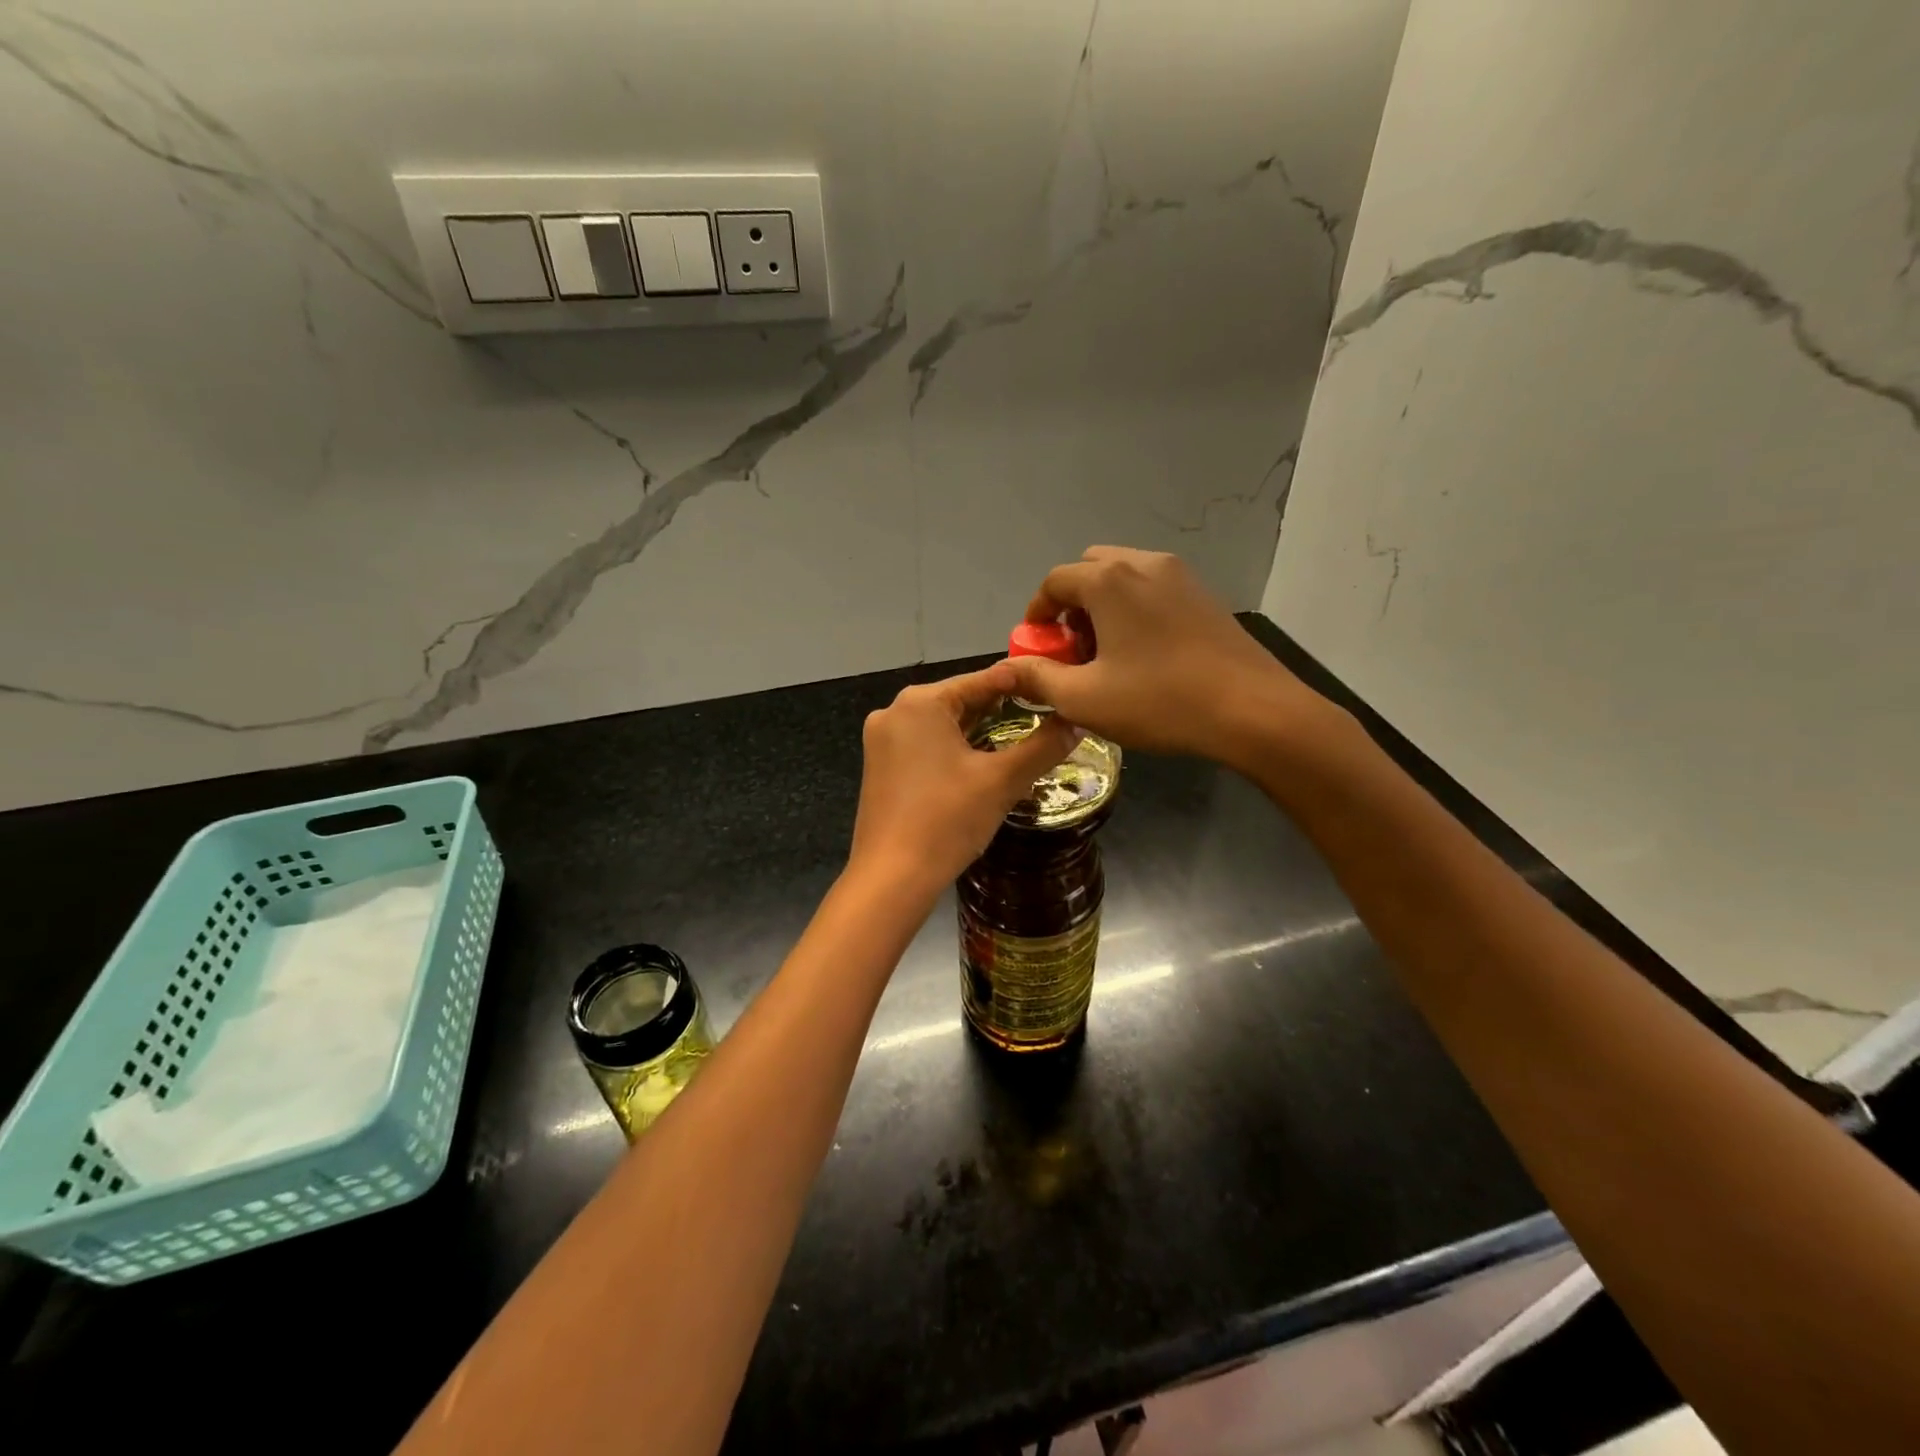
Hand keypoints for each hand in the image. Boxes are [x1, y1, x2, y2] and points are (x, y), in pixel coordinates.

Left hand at [849, 662, 1076, 894]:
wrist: (890, 879)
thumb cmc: (946, 820)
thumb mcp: (1002, 781)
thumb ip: (1043, 746)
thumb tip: (1078, 721)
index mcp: (920, 702)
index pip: (981, 680)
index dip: (1022, 683)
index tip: (1055, 687)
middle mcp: (894, 712)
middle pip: (959, 700)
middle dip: (1001, 709)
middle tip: (1045, 715)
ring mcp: (882, 741)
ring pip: (942, 725)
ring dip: (979, 731)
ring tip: (1022, 737)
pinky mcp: (880, 767)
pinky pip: (925, 746)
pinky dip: (954, 749)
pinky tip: (982, 762)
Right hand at [1005, 546, 1344, 770]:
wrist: (1253, 710)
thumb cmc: (1159, 701)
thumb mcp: (1083, 698)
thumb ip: (1037, 678)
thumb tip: (1009, 669)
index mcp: (1108, 580)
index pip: (1054, 582)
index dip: (1037, 615)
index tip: (1039, 650)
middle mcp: (1143, 563)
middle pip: (1090, 570)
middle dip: (1072, 606)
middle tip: (1074, 650)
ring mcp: (1181, 576)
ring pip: (1124, 577)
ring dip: (1104, 607)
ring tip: (1109, 654)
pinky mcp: (1206, 595)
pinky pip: (1154, 589)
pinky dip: (1135, 610)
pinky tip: (1146, 654)